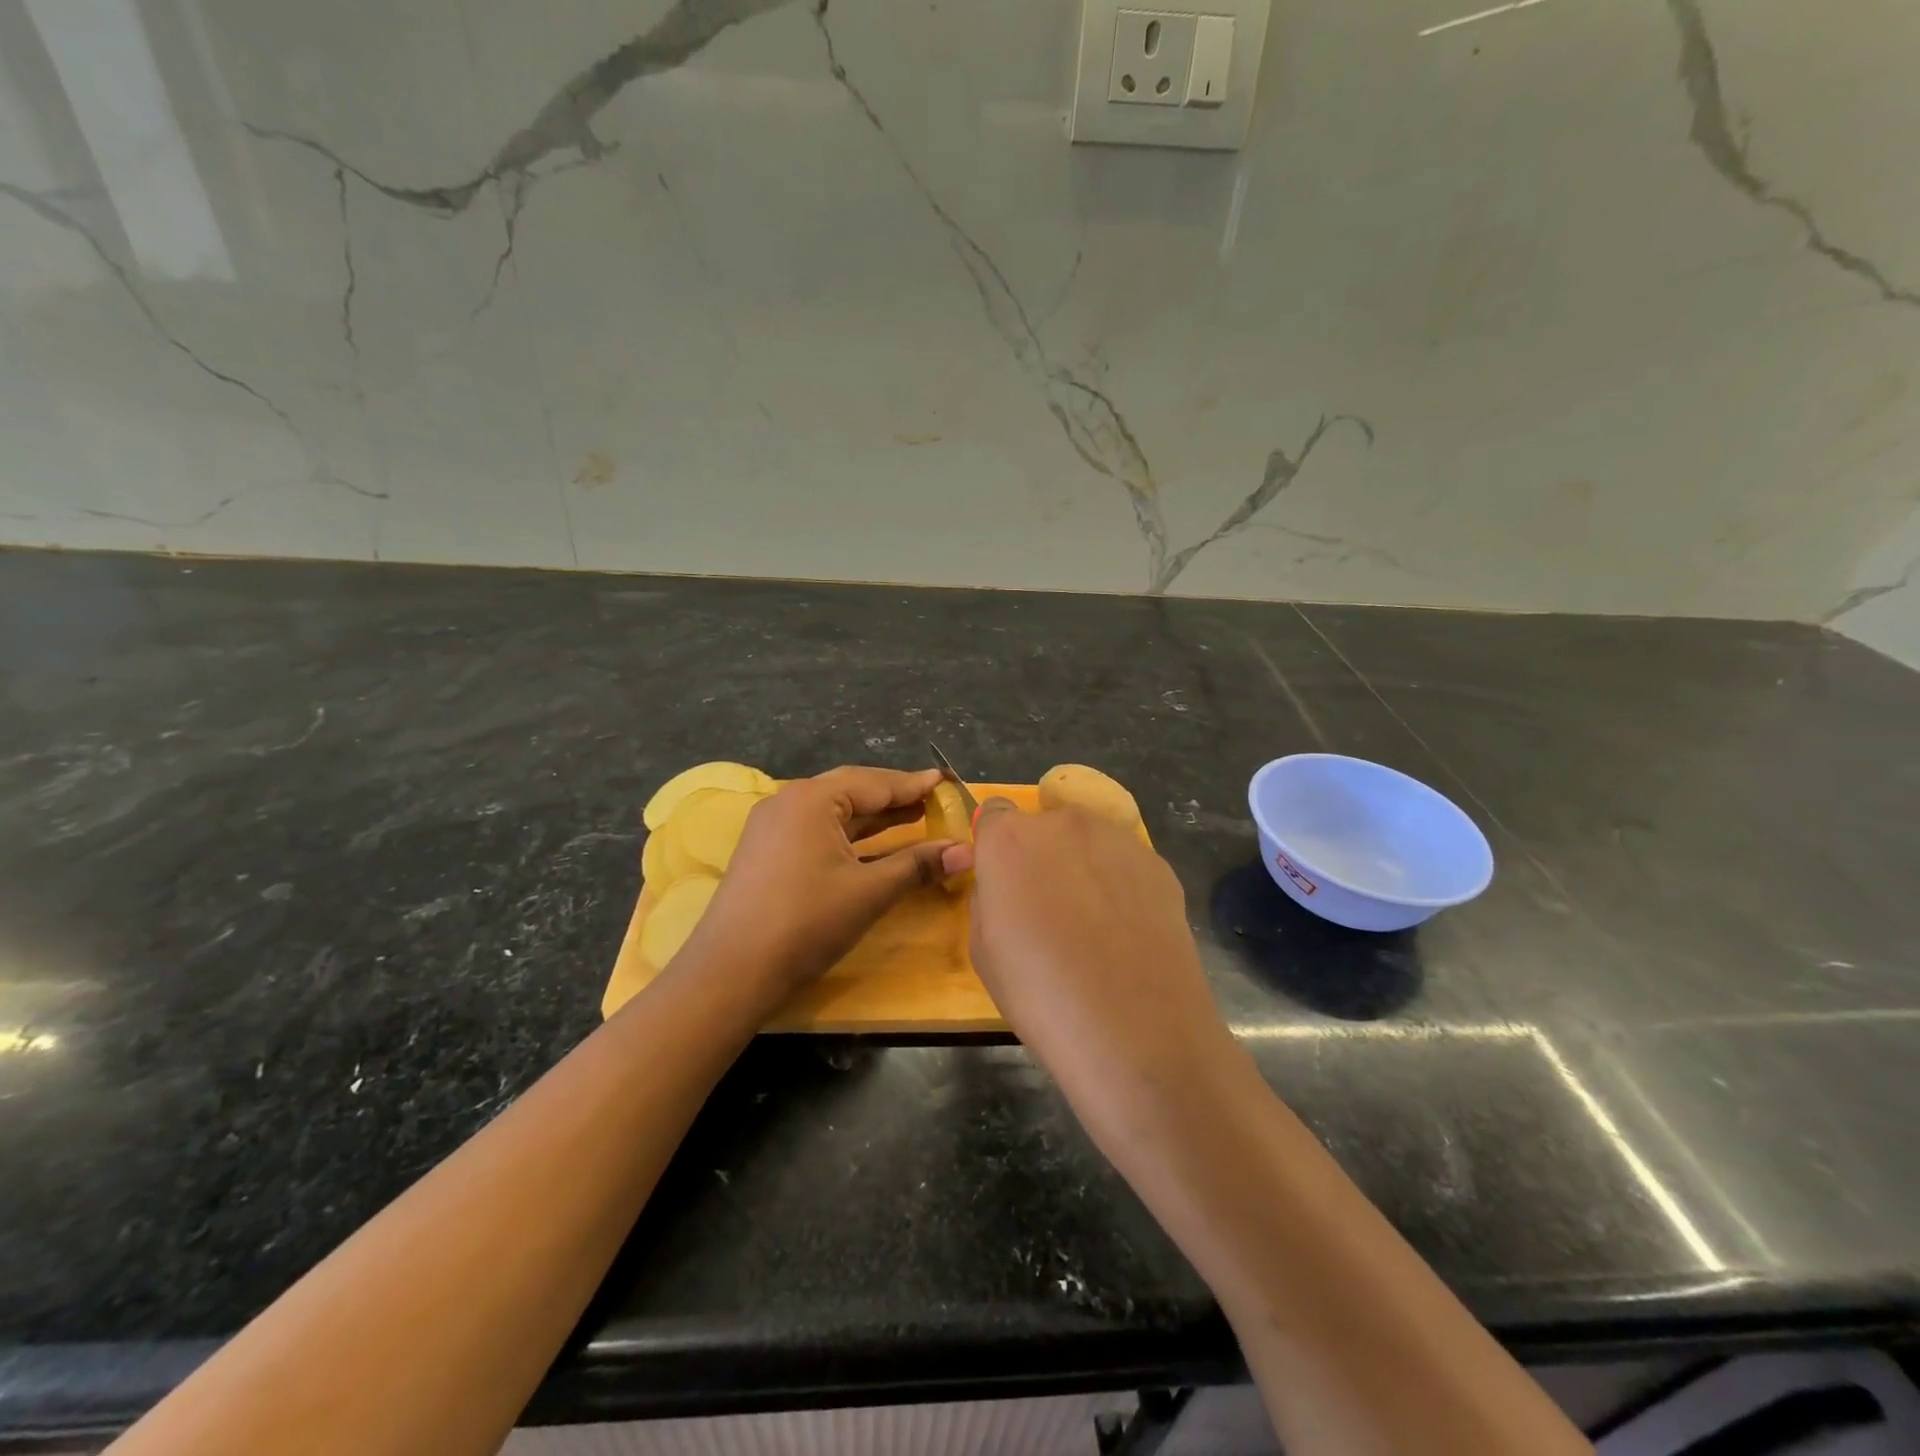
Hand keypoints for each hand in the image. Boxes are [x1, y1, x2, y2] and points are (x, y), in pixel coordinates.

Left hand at [684, 766, 969, 997]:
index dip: (914, 785)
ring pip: (834, 811)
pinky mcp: (766, 850)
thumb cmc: (806, 922)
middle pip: (852, 790)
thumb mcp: (869, 892)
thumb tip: (965, 851)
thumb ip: (917, 865)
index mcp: (812, 798)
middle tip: (933, 799)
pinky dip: (849, 834)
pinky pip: (817, 829)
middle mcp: (789, 801)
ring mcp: (773, 826)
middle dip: (894, 797)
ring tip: (913, 816)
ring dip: (872, 816)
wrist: (731, 971)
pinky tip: (872, 845)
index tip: (945, 780)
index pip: (875, 782)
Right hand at [966, 800, 1244, 1146]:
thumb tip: (1007, 888)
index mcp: (1010, 839)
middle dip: (1042, 856)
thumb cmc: (1042, 994)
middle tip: (1050, 908)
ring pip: (1088, 841)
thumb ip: (990, 899)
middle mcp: (1063, 823)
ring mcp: (1117, 838)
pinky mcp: (1158, 863)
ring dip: (1083, 865)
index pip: (995, 814)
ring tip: (1096, 924)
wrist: (1137, 1029)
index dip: (996, 846)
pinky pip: (1125, 863)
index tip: (1004, 880)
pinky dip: (1121, 884)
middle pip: (1044, 825)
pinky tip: (1129, 932)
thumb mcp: (984, 950)